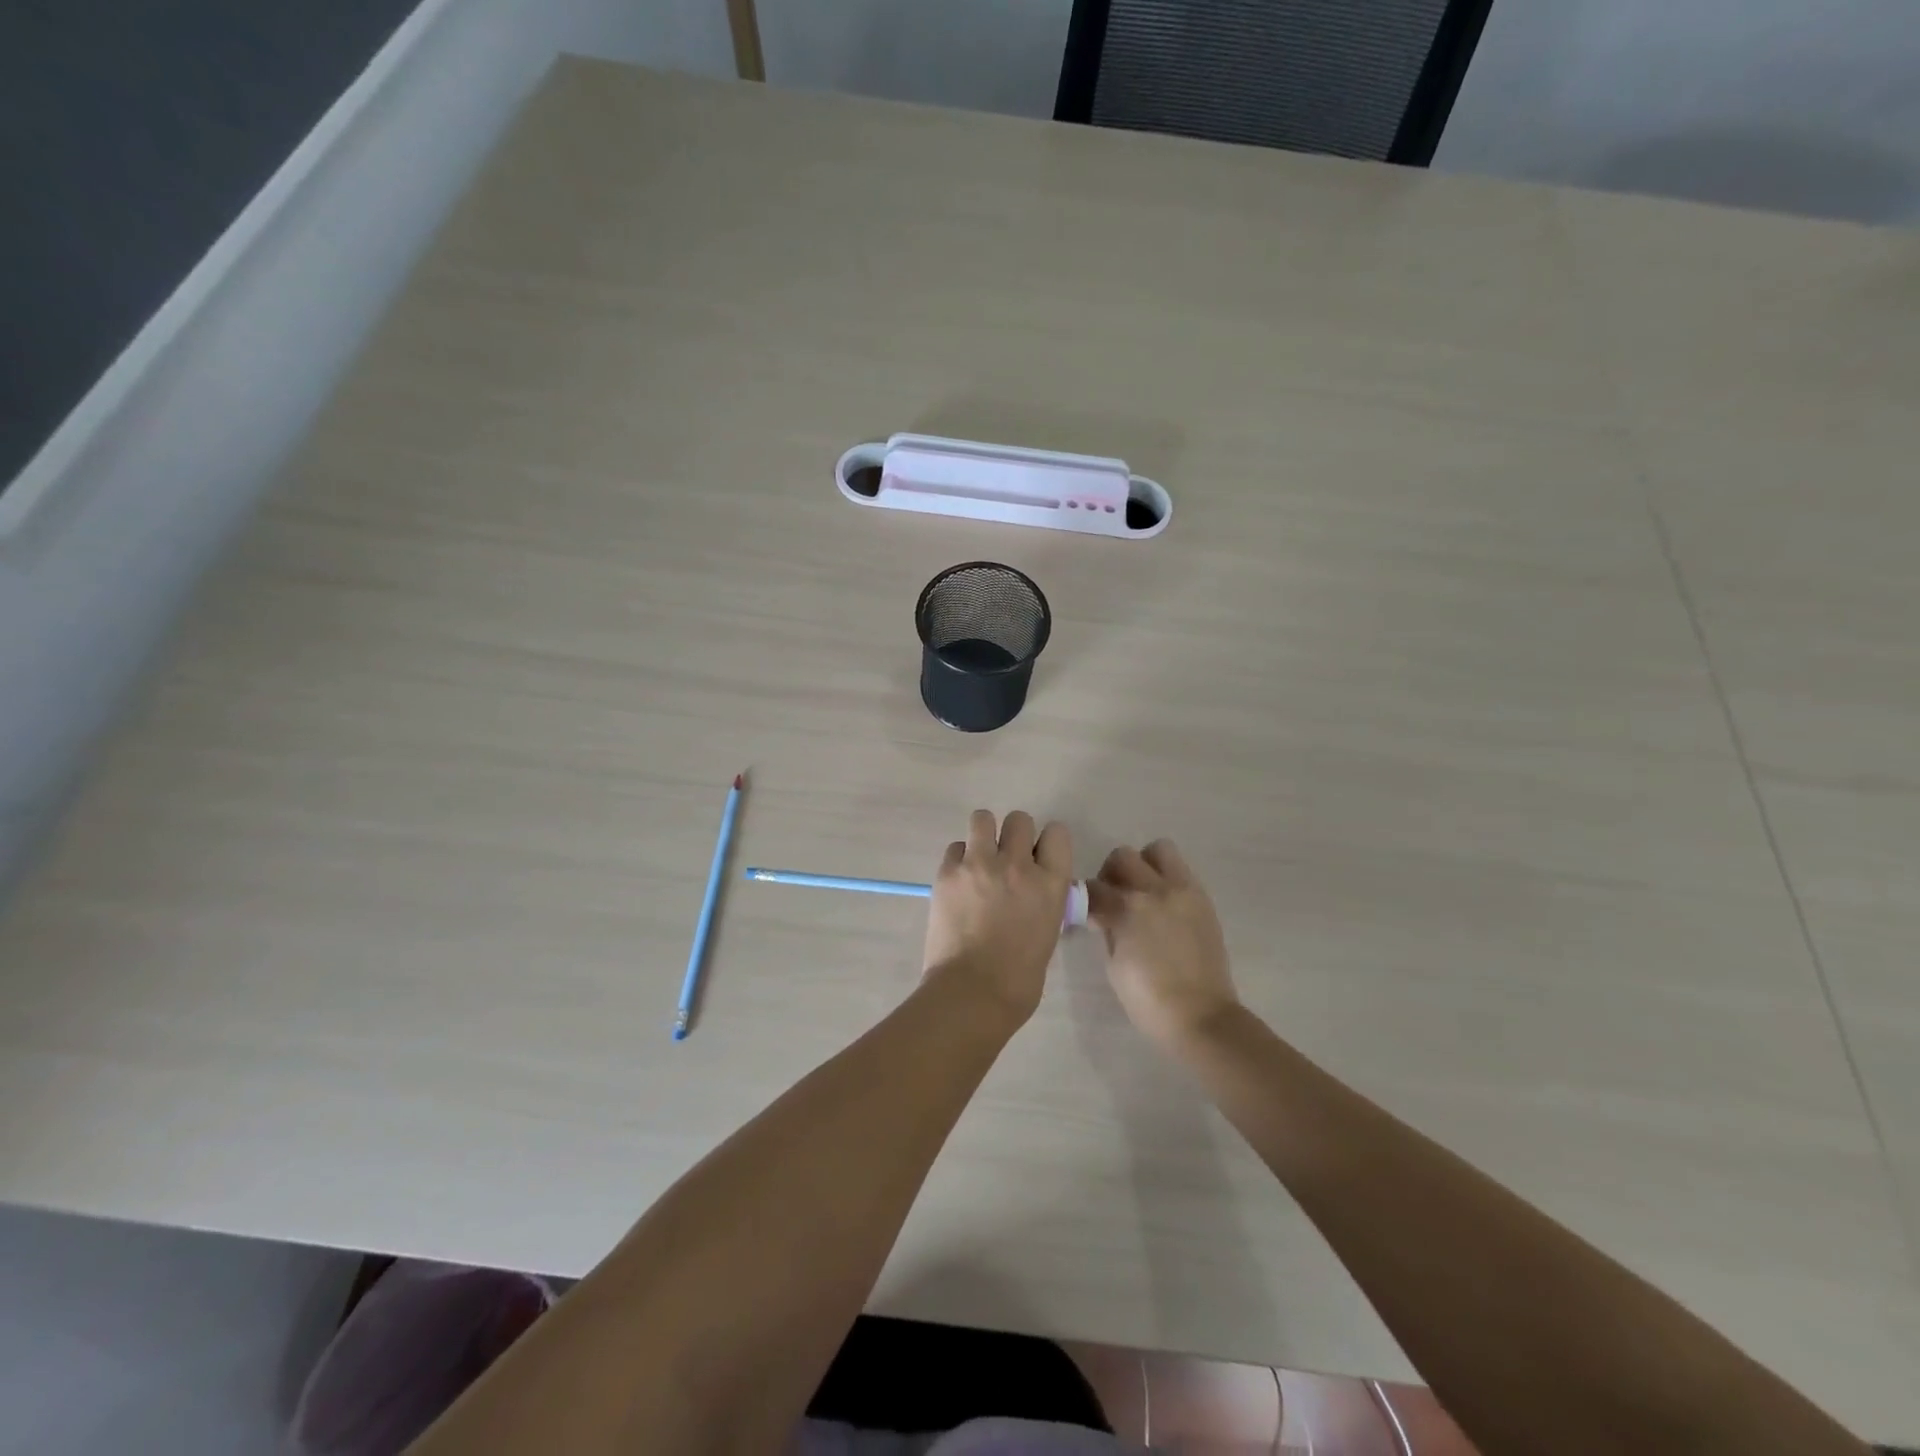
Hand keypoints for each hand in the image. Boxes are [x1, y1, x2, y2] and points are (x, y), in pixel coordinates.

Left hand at [923, 810, 1071, 1026]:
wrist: (972, 993)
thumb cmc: (1019, 980)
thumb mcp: (1048, 934)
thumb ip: (1044, 902)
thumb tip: (1035, 894)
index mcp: (1050, 883)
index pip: (1057, 833)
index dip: (1047, 842)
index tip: (1039, 857)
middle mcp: (1017, 865)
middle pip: (1019, 819)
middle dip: (1014, 835)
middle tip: (1006, 860)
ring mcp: (979, 864)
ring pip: (982, 818)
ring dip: (984, 835)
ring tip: (979, 859)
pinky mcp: (948, 872)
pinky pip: (955, 847)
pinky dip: (958, 859)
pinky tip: (959, 882)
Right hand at [1087, 840, 1239, 1054]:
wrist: (1202, 1017)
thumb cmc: (1149, 1000)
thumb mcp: (1114, 966)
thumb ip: (1107, 930)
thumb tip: (1103, 916)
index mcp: (1126, 910)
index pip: (1093, 888)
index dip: (1085, 899)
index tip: (1087, 913)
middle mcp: (1154, 890)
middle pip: (1122, 857)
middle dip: (1111, 874)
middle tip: (1113, 898)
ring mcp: (1183, 891)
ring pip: (1158, 850)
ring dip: (1144, 865)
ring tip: (1143, 891)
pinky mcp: (1202, 899)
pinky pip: (1181, 870)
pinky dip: (1167, 878)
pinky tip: (1164, 905)